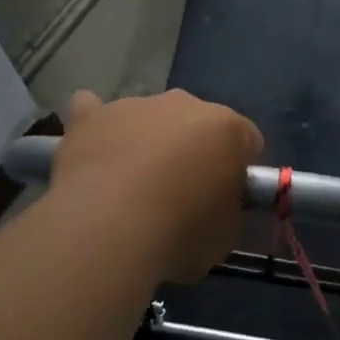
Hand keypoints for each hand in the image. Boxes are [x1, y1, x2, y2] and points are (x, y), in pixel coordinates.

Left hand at [51, 90, 262, 283]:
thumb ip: (226, 210)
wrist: (108, 227)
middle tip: (180, 195)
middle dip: (192, 151)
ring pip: (147, 118)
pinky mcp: (92, 116)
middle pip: (196, 123)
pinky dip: (95, 126)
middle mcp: (183, 104)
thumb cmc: (179, 233)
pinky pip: (93, 109)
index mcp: (226, 127)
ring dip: (146, 142)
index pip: (247, 140)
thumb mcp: (224, 236)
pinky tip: (91, 149)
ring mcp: (134, 105)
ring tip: (128, 188)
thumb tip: (215, 206)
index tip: (225, 199)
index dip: (239, 170)